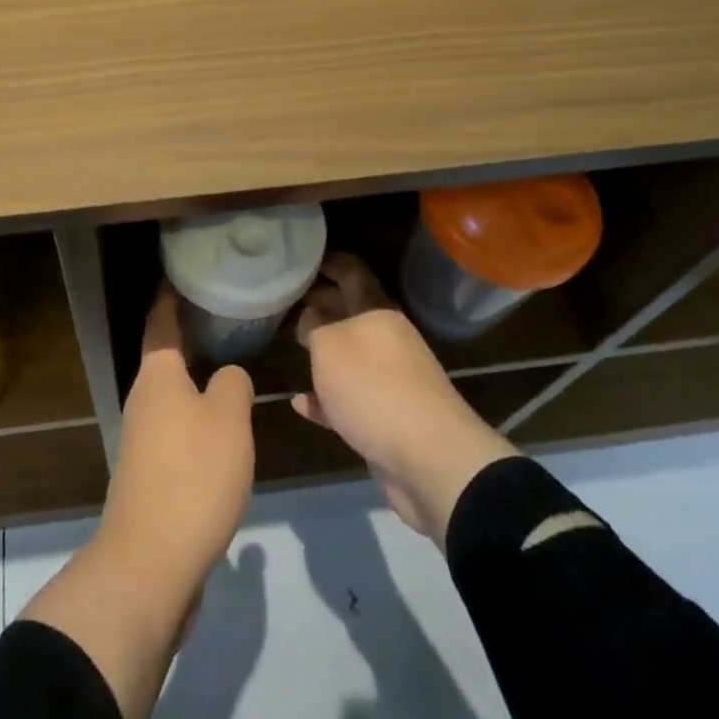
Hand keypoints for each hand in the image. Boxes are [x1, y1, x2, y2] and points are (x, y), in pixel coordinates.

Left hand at [21, 286, 254, 718]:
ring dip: (196, 379)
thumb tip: (227, 377)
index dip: (172, 295)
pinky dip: (197, 415)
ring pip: (172, 394)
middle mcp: (143, 398)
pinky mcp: (150, 472)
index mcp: (157, 374)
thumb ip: (232, 384)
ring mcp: (142, 437)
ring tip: (231, 366)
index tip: (185, 273)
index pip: (162, 320)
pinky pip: (176, 427)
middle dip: (191, 336)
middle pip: (166, 356)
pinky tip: (223, 427)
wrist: (151, 562)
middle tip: (226, 317)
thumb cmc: (192, 474)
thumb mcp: (228, 418)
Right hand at [294, 254, 518, 545]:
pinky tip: (301, 404)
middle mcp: (388, 341)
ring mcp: (391, 382)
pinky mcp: (388, 421)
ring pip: (350, 359)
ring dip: (324, 355)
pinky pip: (349, 402)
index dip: (330, 263)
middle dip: (322, 306)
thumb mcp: (328, 346)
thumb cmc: (374, 387)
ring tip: (293, 347)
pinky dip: (326, 401)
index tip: (305, 259)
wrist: (430, 459)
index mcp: (378, 313)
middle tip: (289, 301)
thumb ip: (314, 327)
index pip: (352, 274)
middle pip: (350, 315)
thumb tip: (311, 320)